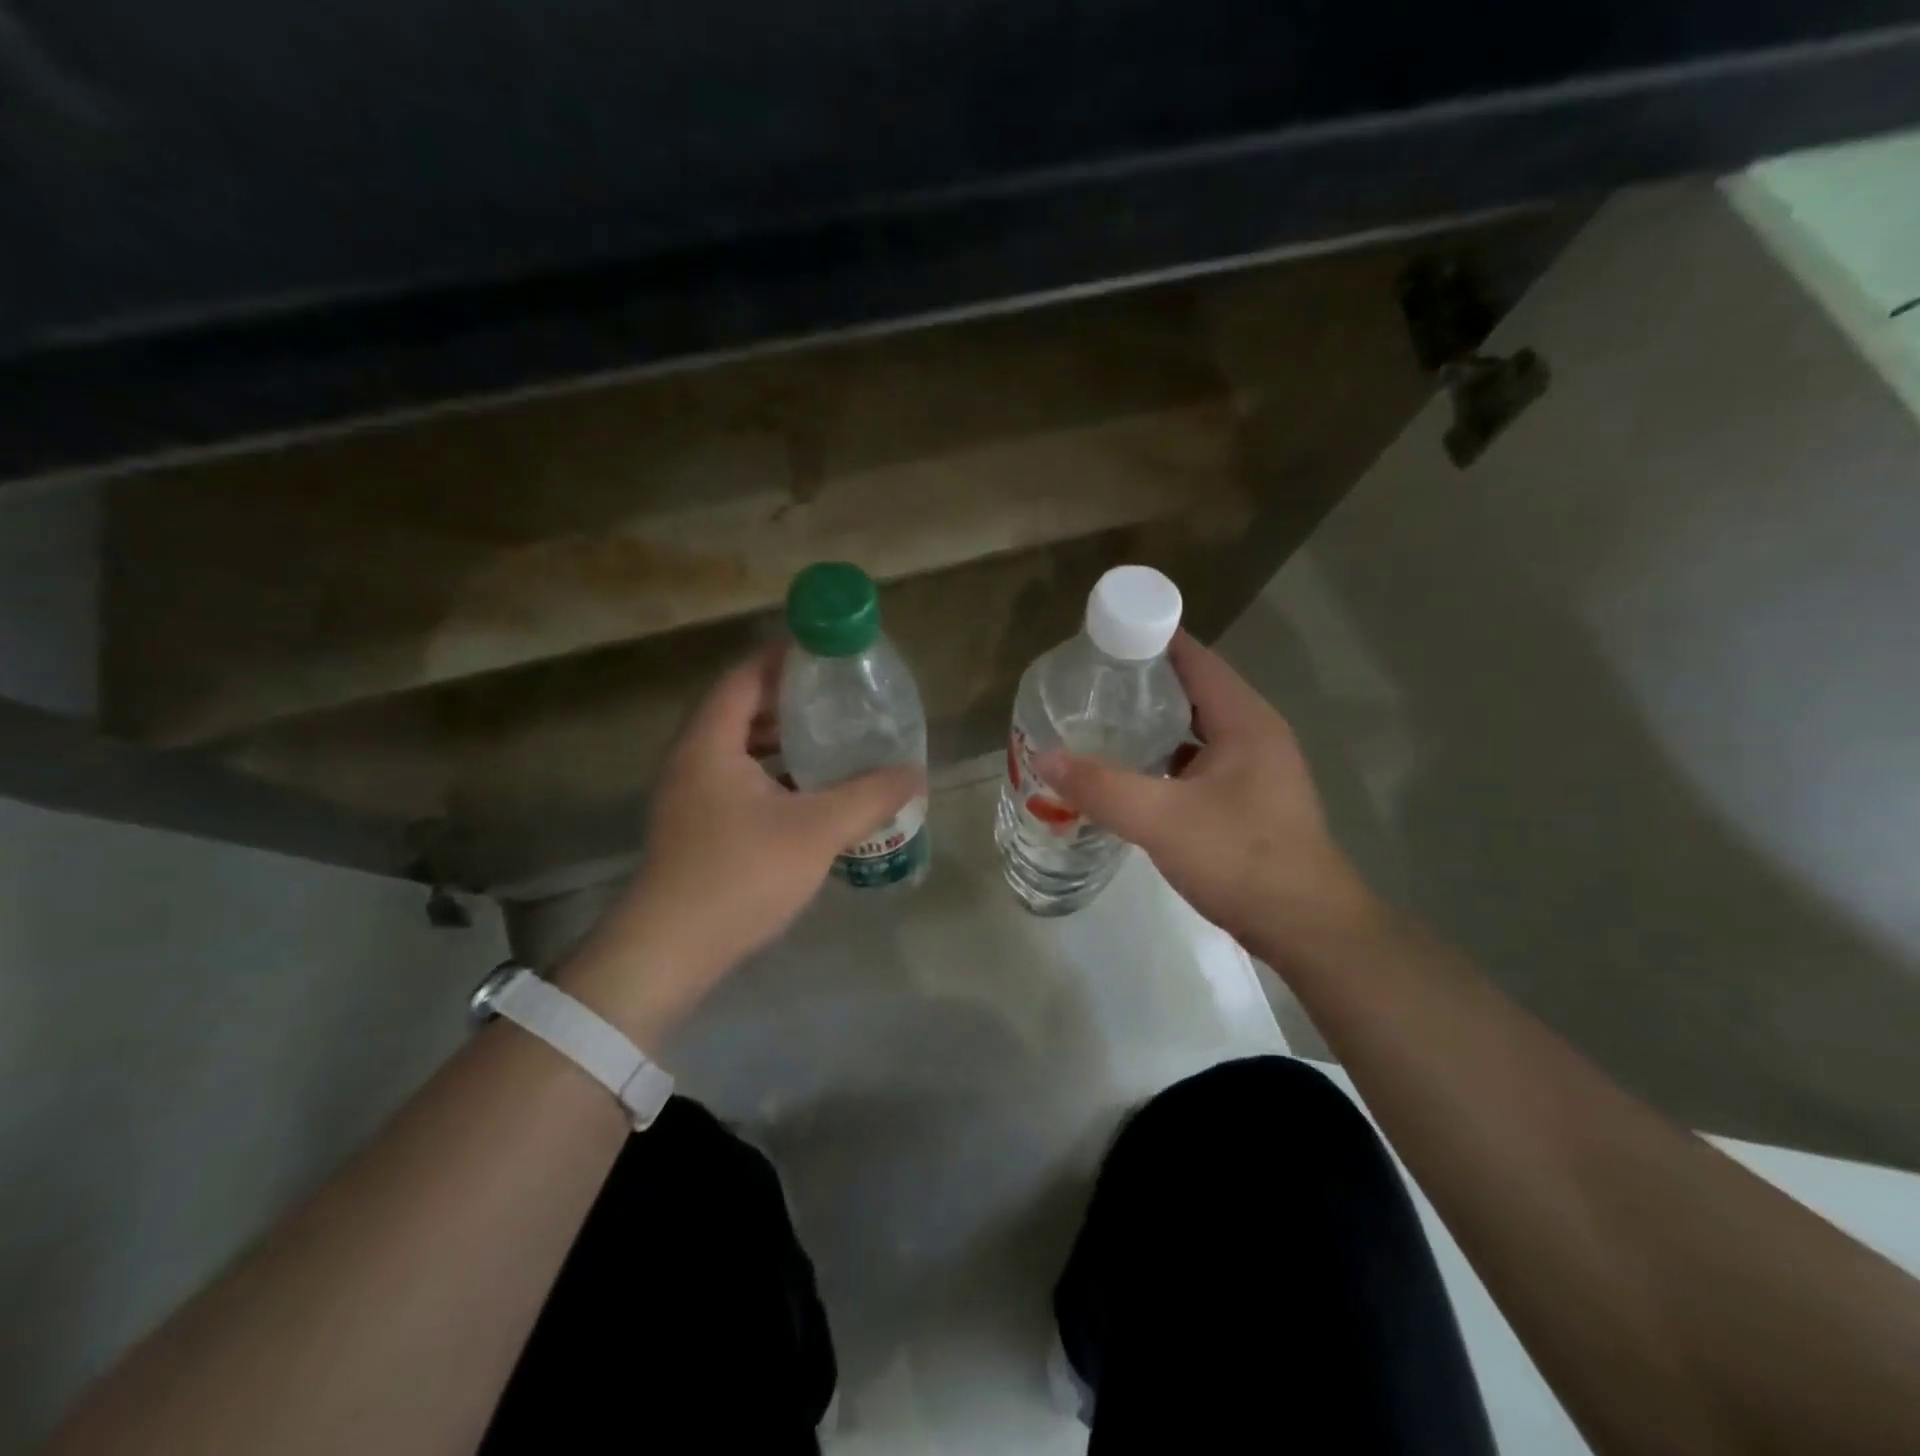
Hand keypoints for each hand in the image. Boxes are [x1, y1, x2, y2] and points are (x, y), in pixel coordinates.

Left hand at [560, 645, 922, 1045]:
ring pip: (741, 748)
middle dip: (792, 700)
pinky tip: (811, 793)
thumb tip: (916, 773)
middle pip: (743, 708)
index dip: (786, 658)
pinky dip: (774, 774)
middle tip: (842, 698)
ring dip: (783, 740)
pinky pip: (739, 780)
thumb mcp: (816, 830)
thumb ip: (869, 796)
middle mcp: (693, 759)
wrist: (670, 952)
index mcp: (711, 742)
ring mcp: (690, 795)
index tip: (830, 654)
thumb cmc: (739, 876)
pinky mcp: (697, 827)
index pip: (746, 676)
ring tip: (833, 740)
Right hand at [1037, 632, 1374, 962]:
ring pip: (1191, 729)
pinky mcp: (1244, 800)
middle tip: (1084, 684)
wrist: (1306, 928)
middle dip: (1138, 683)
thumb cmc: (1242, 860)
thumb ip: (1102, 787)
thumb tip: (1044, 756)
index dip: (1147, 639)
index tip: (1097, 639)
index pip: (1192, 657)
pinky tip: (1126, 772)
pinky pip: (1194, 763)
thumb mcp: (1163, 820)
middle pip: (1189, 690)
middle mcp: (1252, 733)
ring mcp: (1251, 769)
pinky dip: (1161, 759)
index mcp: (1243, 719)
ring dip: (1149, 723)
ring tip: (1096, 722)